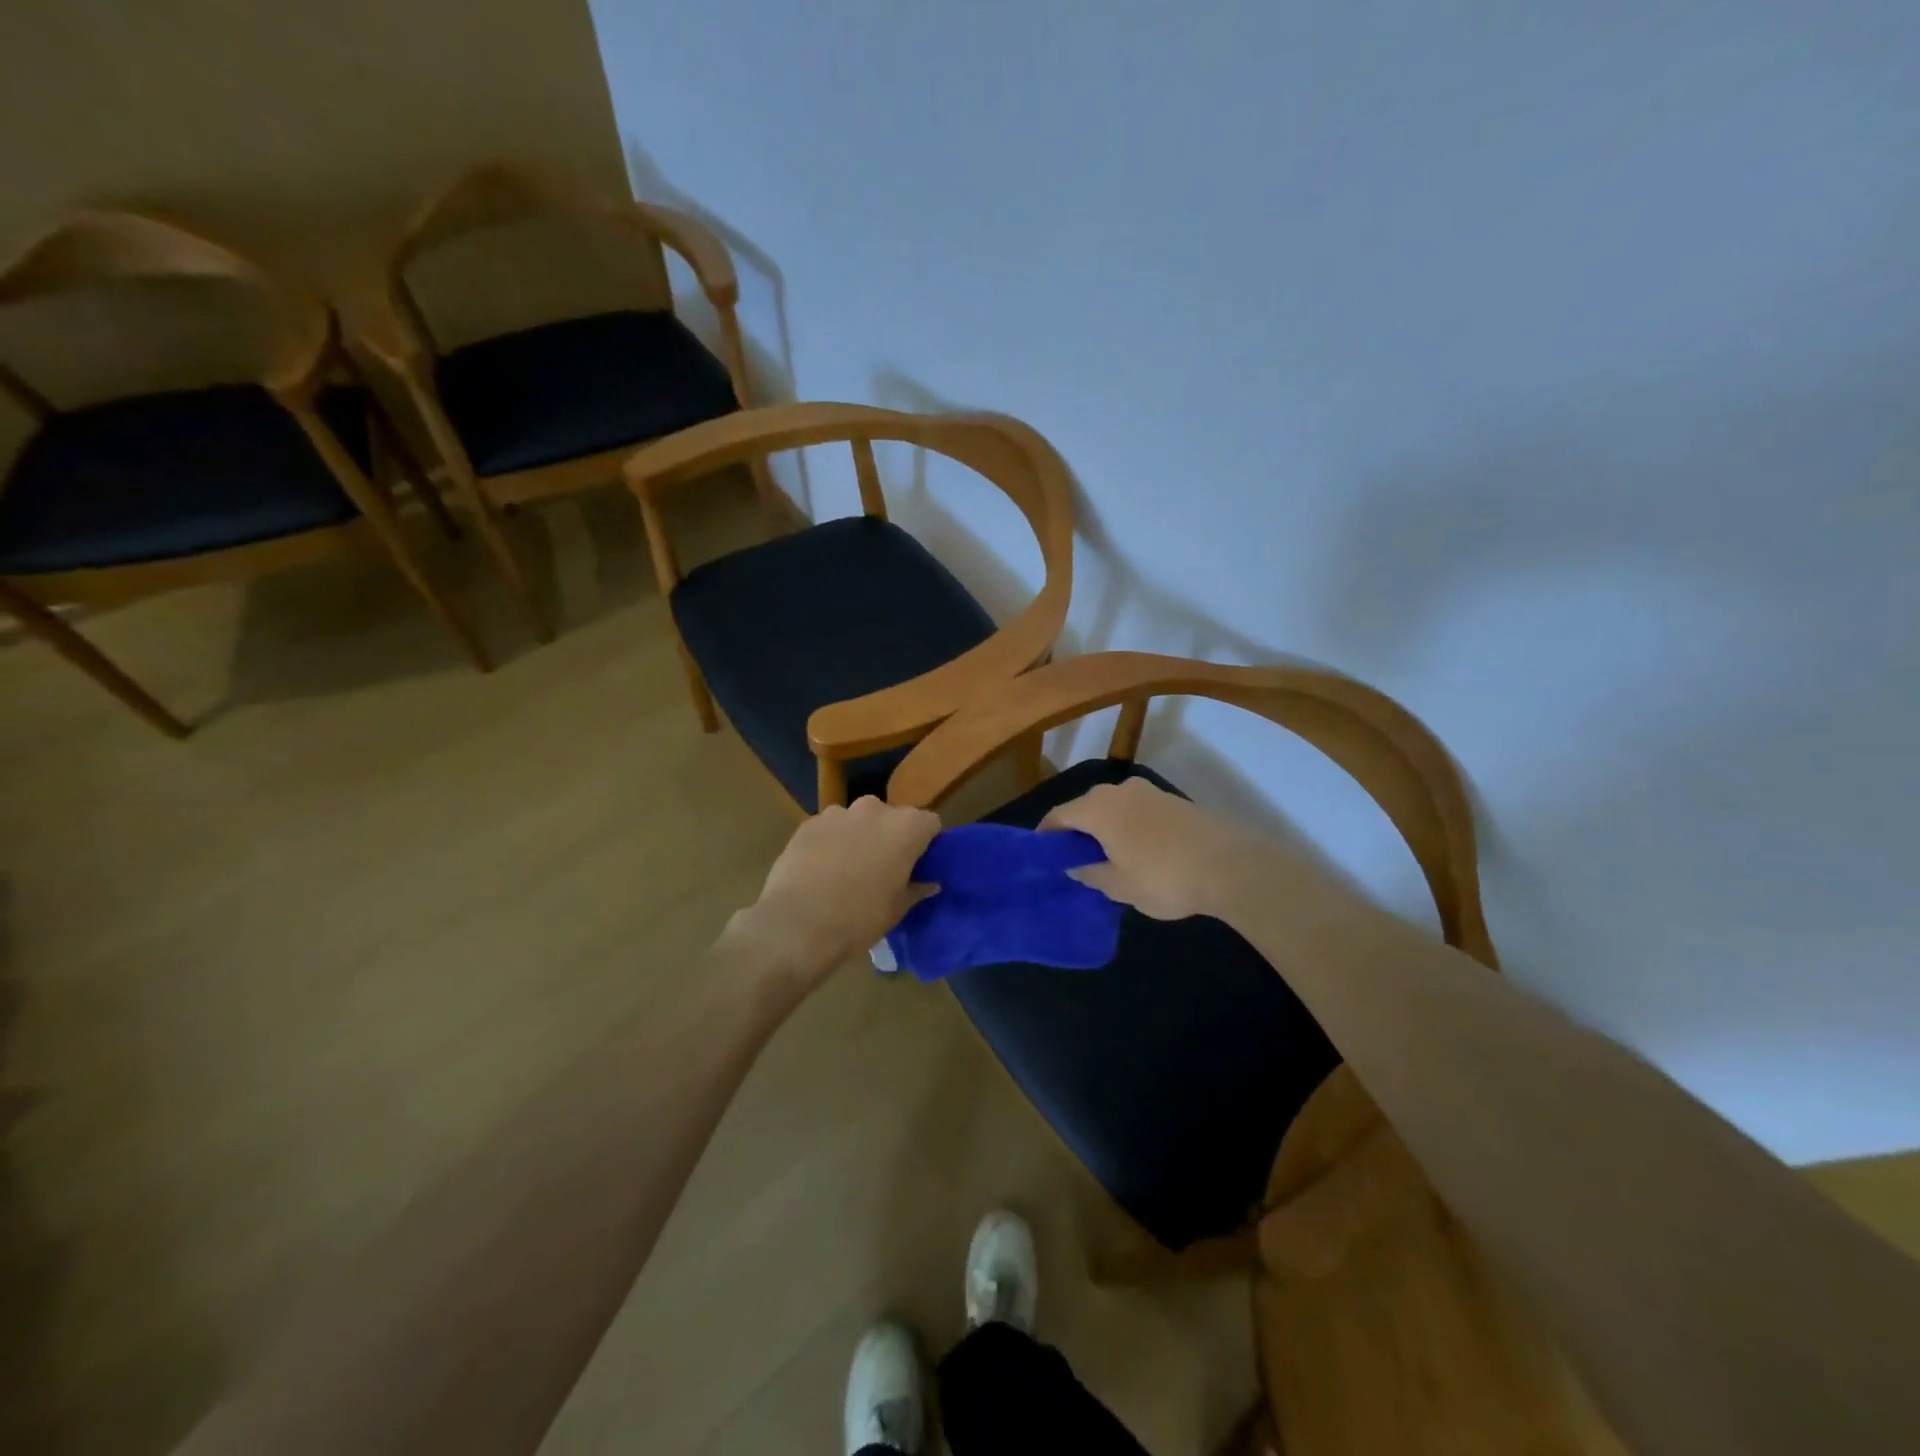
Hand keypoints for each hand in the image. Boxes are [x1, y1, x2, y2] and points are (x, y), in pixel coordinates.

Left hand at [724, 796, 940, 995]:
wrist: (797, 925)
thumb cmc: (859, 919)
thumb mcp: (896, 910)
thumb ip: (916, 889)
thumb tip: (930, 884)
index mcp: (906, 828)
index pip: (930, 824)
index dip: (925, 843)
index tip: (917, 864)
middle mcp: (875, 809)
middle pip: (892, 817)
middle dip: (890, 837)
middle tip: (882, 868)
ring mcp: (838, 813)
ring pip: (858, 821)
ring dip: (858, 837)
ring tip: (845, 870)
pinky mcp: (808, 823)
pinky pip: (829, 829)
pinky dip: (830, 843)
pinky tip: (819, 871)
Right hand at [1040, 777, 1254, 920]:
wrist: (1231, 866)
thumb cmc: (1163, 877)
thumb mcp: (1119, 886)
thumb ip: (1090, 873)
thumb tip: (1076, 865)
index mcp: (1098, 808)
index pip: (1059, 816)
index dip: (1046, 835)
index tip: (1042, 855)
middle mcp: (1119, 790)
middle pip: (1086, 808)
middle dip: (1077, 832)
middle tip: (1073, 860)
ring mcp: (1149, 792)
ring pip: (1114, 808)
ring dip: (1105, 829)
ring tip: (1106, 859)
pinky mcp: (1173, 800)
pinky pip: (1137, 811)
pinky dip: (1128, 828)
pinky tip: (1137, 853)